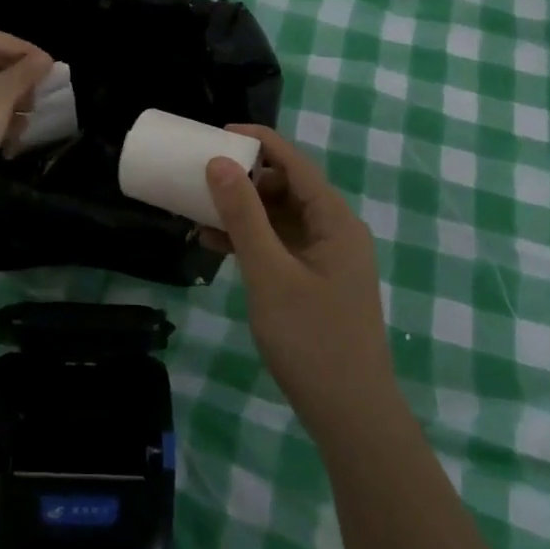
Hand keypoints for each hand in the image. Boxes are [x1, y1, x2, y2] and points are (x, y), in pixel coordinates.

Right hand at [204, 126, 397, 439]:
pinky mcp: (315, 281)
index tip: (216, 133)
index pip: (294, 162)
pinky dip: (251, 240)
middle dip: (243, 178)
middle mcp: (334, 231)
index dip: (257, 141)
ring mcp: (326, 258)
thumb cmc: (311, 339)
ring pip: (280, 217)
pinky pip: (279, 245)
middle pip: (286, 186)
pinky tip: (216, 246)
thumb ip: (243, 216)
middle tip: (201, 176)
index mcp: (334, 220)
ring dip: (243, 211)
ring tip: (199, 211)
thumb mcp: (269, 273)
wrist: (350, 414)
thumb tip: (218, 162)